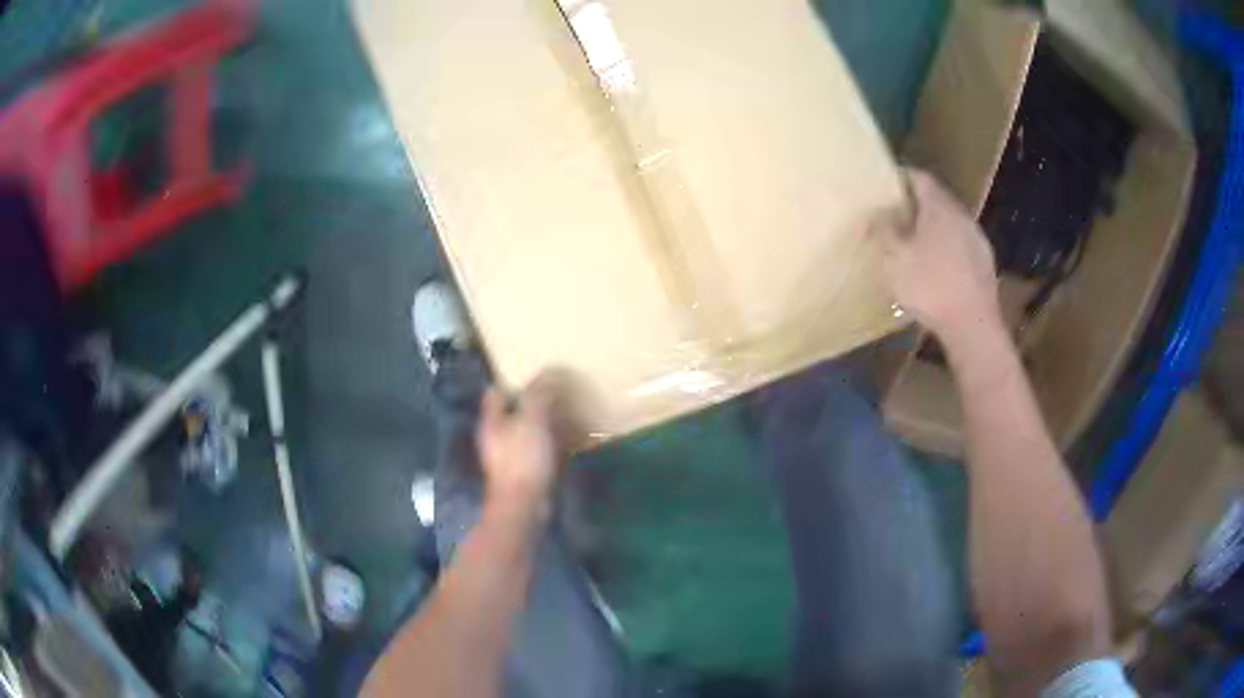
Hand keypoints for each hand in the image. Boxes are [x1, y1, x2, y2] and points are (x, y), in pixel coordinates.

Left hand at [476, 374, 562, 523]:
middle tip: (557, 392)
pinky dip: (552, 443)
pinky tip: (571, 441)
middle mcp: (497, 436)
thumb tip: (549, 372)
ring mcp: (510, 456)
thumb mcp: (532, 420)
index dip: (512, 382)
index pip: (495, 393)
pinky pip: (539, 450)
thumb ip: (538, 394)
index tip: (535, 376)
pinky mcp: (524, 472)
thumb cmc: (522, 459)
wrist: (523, 505)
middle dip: (532, 402)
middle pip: (512, 411)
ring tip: (568, 413)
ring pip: (527, 431)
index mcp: (492, 421)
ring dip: (545, 422)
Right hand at [879, 169, 1001, 342]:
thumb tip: (875, 213)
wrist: (973, 326)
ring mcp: (977, 240)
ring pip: (951, 224)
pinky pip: (961, 247)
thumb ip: (883, 231)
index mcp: (939, 207)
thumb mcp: (894, 259)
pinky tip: (937, 270)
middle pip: (937, 200)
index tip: (886, 185)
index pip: (920, 178)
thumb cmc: (930, 287)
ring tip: (915, 245)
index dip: (902, 177)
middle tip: (896, 216)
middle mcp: (961, 216)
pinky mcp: (985, 265)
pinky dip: (947, 250)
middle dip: (917, 205)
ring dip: (933, 229)